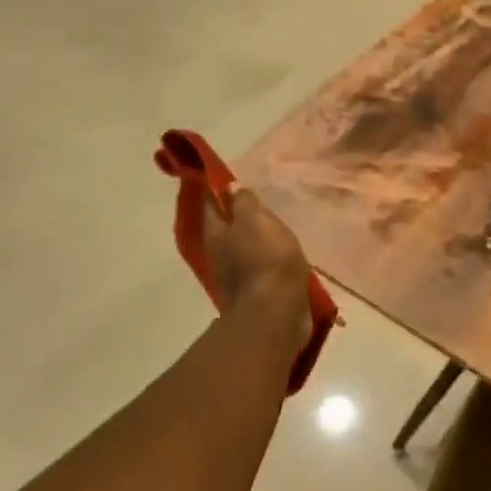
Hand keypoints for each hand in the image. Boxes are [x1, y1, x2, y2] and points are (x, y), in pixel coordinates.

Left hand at [204, 189, 312, 353]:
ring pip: (241, 249)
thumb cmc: (265, 259)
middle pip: (224, 228)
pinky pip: (257, 268)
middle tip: (257, 201)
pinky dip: (265, 260)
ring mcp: (234, 277)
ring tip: (272, 228)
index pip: (211, 204)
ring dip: (253, 239)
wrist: (275, 314)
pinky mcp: (253, 294)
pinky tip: (279, 256)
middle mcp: (218, 254)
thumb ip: (244, 203)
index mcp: (216, 233)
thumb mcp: (257, 221)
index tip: (226, 177)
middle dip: (236, 216)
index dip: (217, 189)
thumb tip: (230, 187)